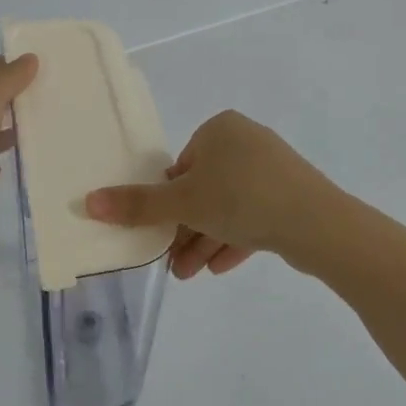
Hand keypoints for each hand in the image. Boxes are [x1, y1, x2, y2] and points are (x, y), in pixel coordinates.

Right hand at [84, 110, 330, 278]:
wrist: (317, 223)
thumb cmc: (241, 199)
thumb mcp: (183, 203)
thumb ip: (137, 205)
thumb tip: (88, 201)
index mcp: (220, 130)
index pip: (182, 166)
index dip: (168, 203)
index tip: (161, 234)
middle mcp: (246, 142)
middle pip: (204, 190)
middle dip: (186, 230)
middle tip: (173, 265)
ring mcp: (273, 169)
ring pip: (229, 207)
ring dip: (206, 241)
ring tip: (189, 275)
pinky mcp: (291, 195)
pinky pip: (254, 216)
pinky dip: (234, 240)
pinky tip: (219, 269)